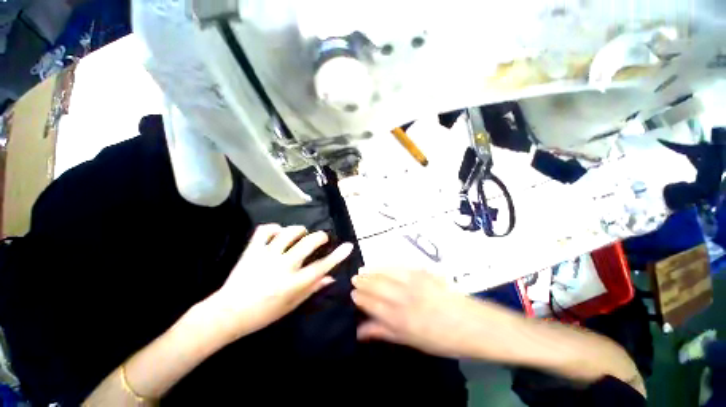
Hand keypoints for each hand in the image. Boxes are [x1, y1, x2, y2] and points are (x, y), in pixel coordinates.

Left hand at [205, 224, 352, 342]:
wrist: (227, 314)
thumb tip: (330, 278)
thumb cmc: (263, 314)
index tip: (348, 246)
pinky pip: (265, 231)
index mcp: (293, 283)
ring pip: (289, 233)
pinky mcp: (252, 250)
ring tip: (301, 234)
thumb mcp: (291, 305)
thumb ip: (312, 289)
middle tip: (321, 239)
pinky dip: (275, 228)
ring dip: (300, 230)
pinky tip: (279, 232)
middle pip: (308, 243)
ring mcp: (266, 256)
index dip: (337, 255)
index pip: (322, 266)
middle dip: (320, 237)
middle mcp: (283, 266)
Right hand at [352, 268, 496, 357]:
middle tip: (354, 279)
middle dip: (362, 282)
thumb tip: (360, 331)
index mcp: (399, 320)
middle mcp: (403, 299)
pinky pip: (399, 267)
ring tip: (362, 270)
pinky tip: (381, 265)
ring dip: (372, 271)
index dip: (360, 298)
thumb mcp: (411, 341)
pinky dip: (387, 265)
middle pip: (376, 287)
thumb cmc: (442, 339)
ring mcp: (413, 283)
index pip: (372, 305)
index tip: (352, 293)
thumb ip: (384, 333)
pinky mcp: (423, 273)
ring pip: (385, 274)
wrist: (472, 324)